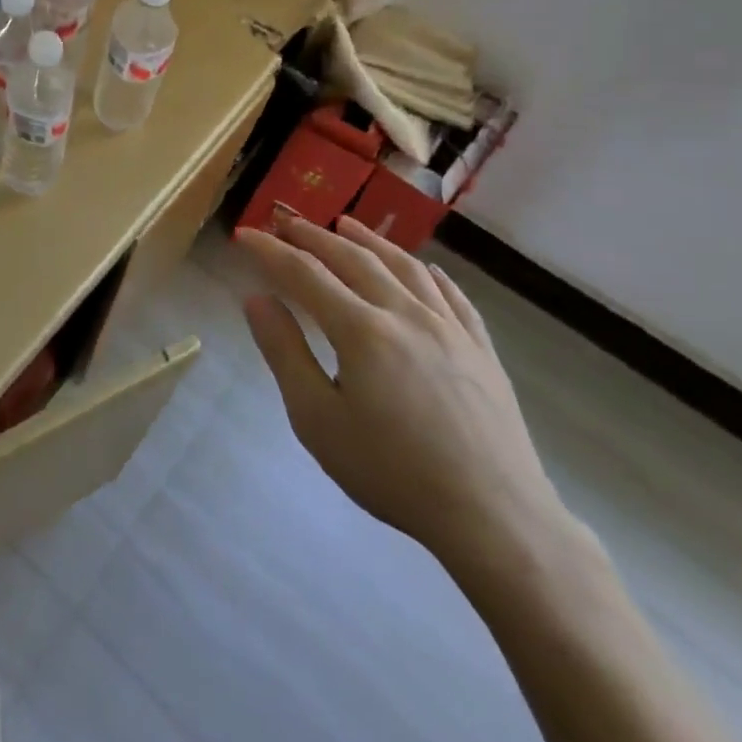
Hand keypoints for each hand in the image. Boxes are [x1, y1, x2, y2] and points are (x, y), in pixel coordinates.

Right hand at [238, 211, 572, 571]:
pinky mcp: (482, 350)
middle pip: (353, 258)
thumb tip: (256, 298)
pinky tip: (423, 269)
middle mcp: (405, 314)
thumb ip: (284, 352)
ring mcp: (450, 329)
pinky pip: (453, 296)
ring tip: (347, 224)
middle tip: (287, 222)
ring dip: (369, 240)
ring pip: (404, 267)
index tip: (245, 235)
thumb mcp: (318, 420)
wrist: (496, 519)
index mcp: (361, 329)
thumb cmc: (393, 473)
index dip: (270, 250)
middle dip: (314, 236)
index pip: (304, 273)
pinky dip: (429, 273)